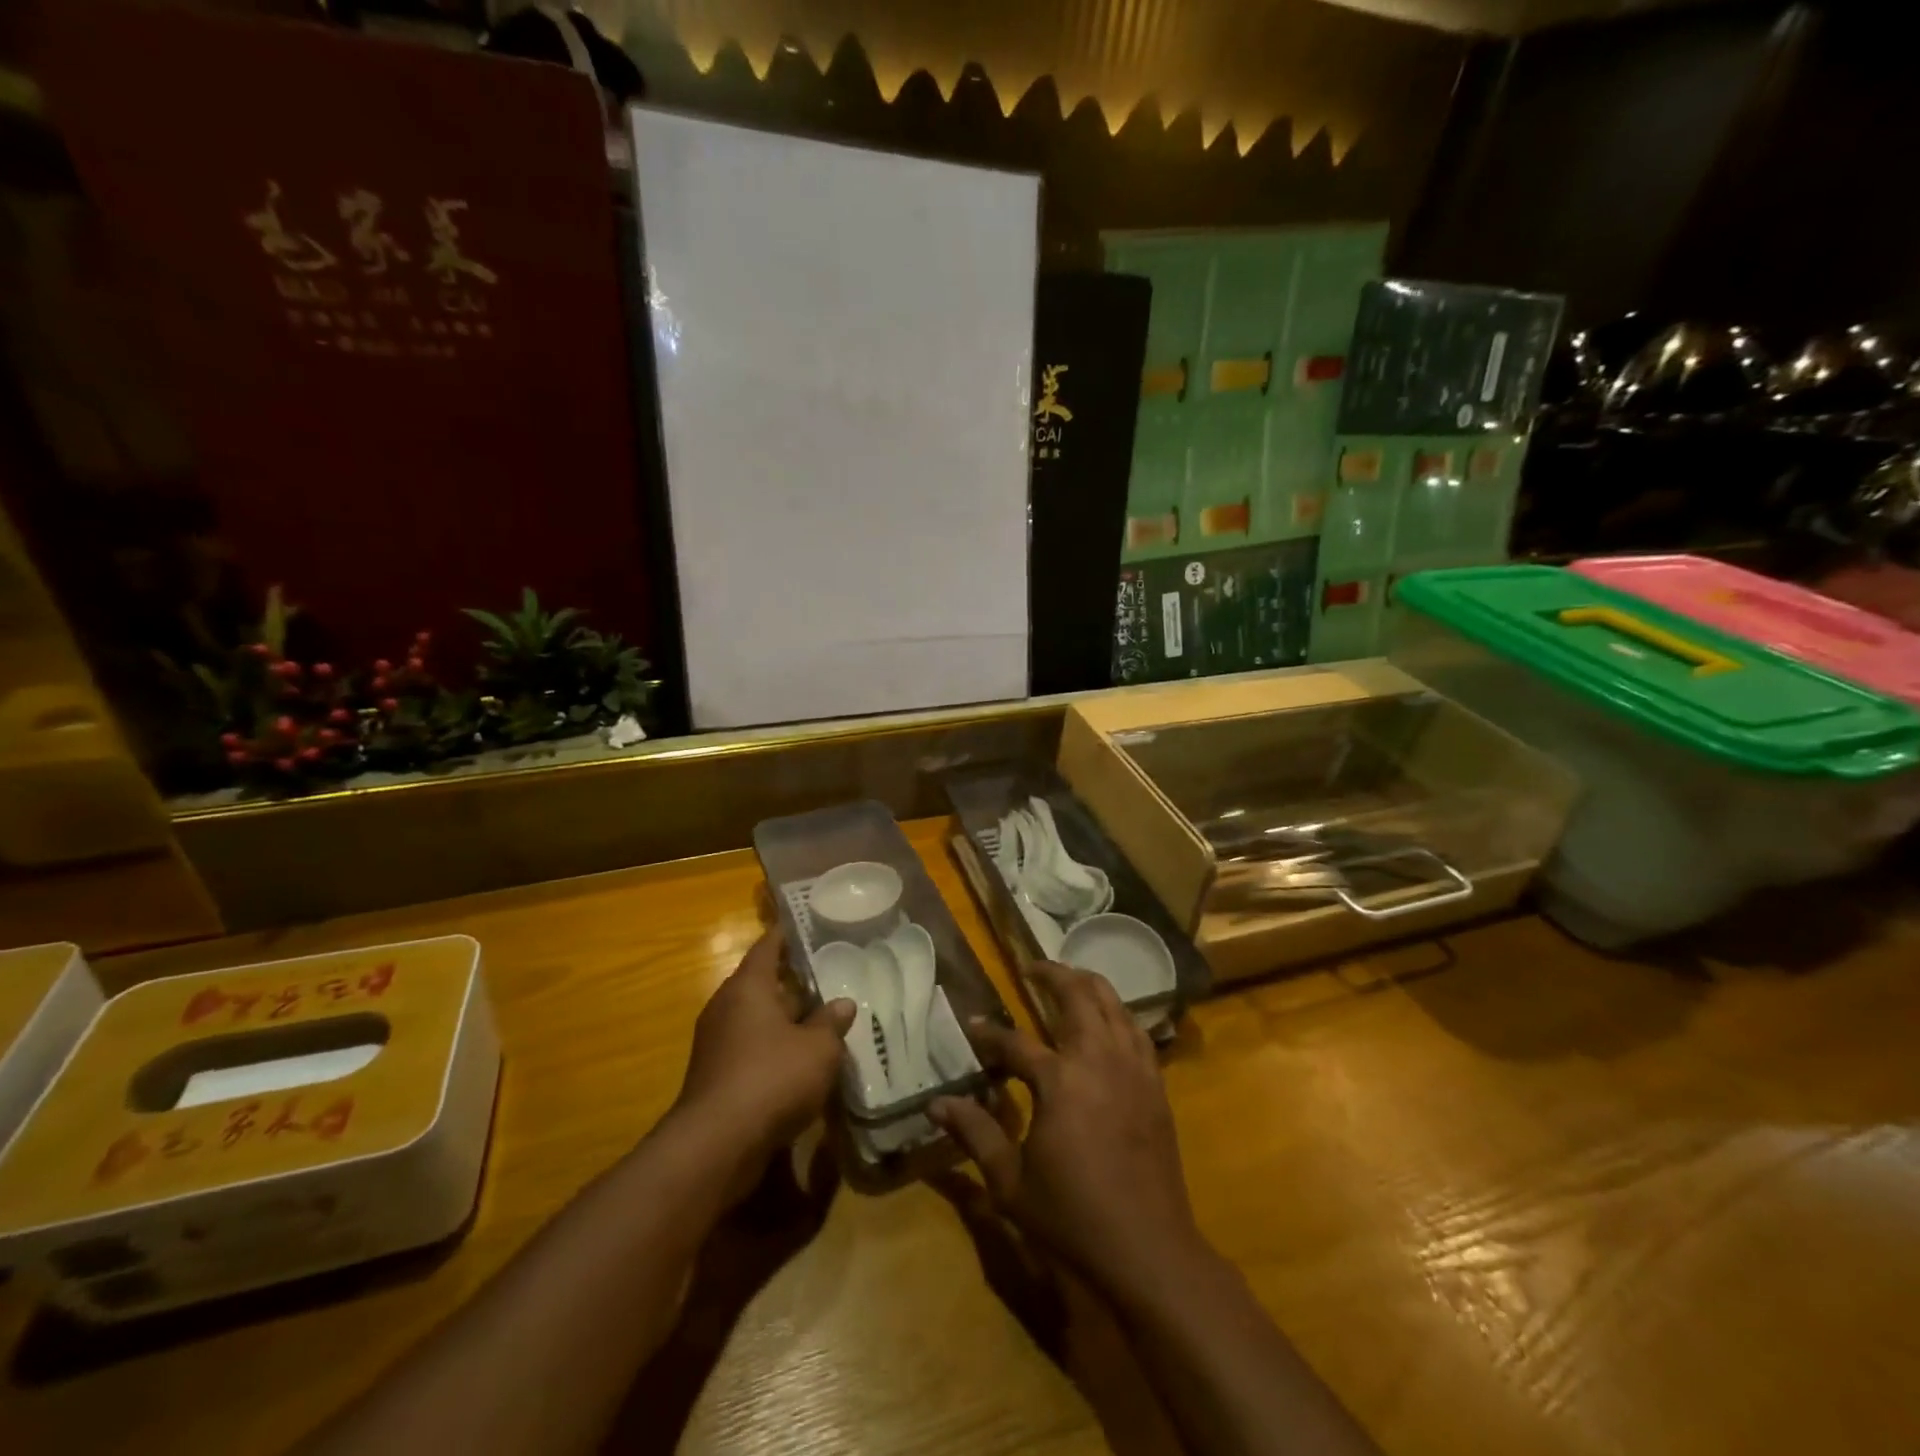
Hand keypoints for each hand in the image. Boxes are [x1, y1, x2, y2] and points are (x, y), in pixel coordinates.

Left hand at [674, 929, 854, 1165]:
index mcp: (748, 987)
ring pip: (758, 1019)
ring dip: (786, 1020)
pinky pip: (751, 1049)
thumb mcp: (818, 1048)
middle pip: (763, 984)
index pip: (768, 947)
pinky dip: (774, 1048)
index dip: (787, 934)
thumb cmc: (772, 1078)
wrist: (716, 1145)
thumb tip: (843, 1003)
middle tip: (829, 976)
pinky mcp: (717, 1076)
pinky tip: (802, 1061)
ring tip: (823, 1019)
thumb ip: (831, 1022)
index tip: (806, 925)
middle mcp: (727, 1007)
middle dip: (793, 983)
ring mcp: (717, 1043)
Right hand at [930, 962, 1202, 1305]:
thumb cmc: (1073, 1217)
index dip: (989, 1034)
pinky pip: (1137, 1030)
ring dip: (1088, 985)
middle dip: (1052, 974)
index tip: (972, 1025)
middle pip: (1077, 996)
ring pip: (1113, 1004)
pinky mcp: (1156, 1084)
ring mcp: (1133, 1068)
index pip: (1014, 1043)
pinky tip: (1109, 1020)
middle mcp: (1098, 1059)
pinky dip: (1118, 1013)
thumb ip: (974, 1133)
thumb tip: (937, 1103)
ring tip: (1069, 980)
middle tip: (1032, 968)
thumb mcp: (1010, 1182)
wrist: (1149, 1250)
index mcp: (1060, 1081)